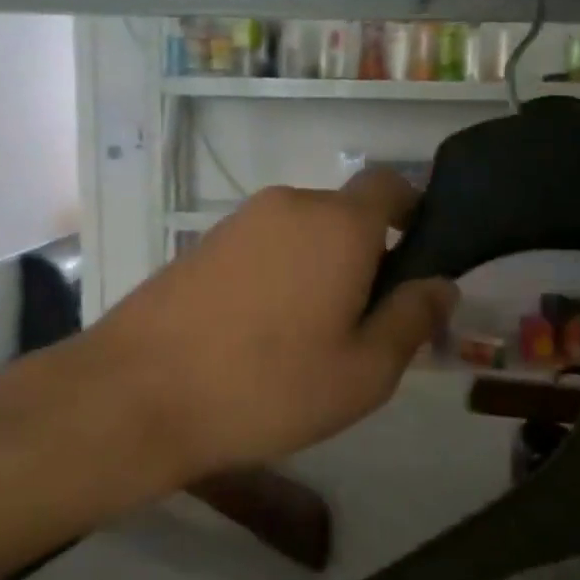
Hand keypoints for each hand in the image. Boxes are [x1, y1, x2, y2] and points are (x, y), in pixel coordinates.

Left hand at [86, 171, 457, 486]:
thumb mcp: (363, 372)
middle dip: (365, 256)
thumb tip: (441, 284)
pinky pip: (262, 249)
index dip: (413, 213)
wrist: (138, 394)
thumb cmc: (268, 386)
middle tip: (363, 324)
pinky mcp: (201, 246)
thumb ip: (412, 320)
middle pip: (345, 216)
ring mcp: (238, 223)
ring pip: (301, 235)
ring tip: (309, 339)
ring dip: (319, 270)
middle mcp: (289, 205)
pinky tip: (261, 335)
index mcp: (338, 224)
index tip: (417, 261)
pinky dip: (278, 276)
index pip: (391, 185)